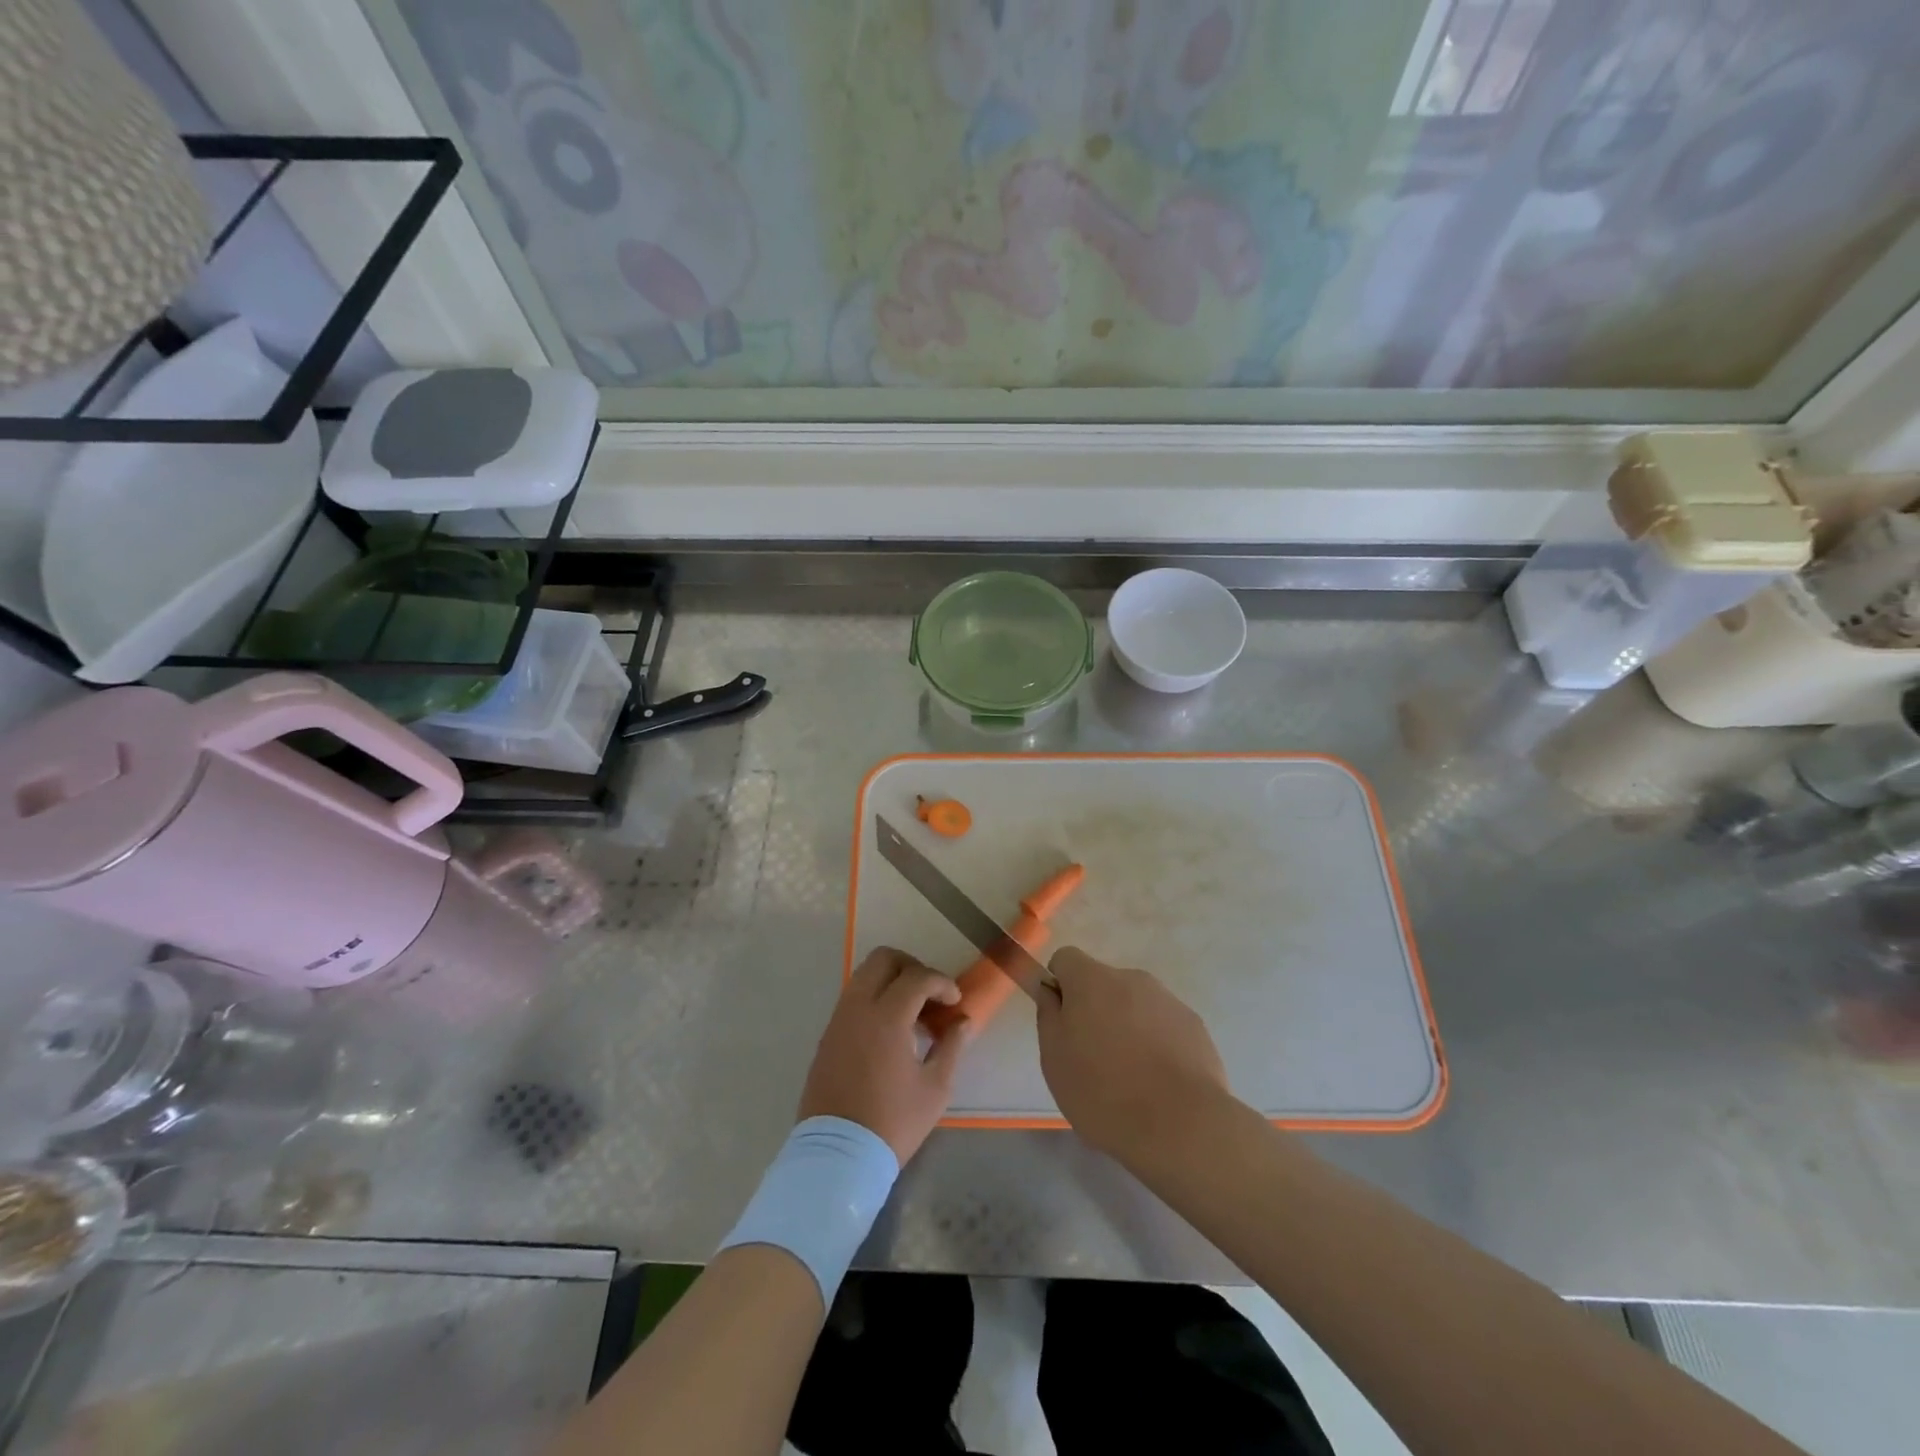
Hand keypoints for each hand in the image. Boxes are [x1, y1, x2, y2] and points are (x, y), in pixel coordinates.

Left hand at [798, 947, 973, 1163]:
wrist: (837, 1157)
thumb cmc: (893, 1123)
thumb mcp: (935, 1088)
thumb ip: (952, 1046)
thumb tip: (963, 1021)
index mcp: (886, 1018)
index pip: (917, 977)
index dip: (941, 983)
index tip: (955, 1001)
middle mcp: (858, 1008)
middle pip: (883, 959)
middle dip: (912, 967)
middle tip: (930, 994)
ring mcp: (838, 1020)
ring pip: (863, 975)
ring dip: (891, 981)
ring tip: (912, 1013)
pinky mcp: (827, 1036)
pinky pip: (852, 998)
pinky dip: (873, 998)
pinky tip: (890, 1030)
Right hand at [1036, 947, 1232, 1165]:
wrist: (1181, 1125)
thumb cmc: (1103, 1092)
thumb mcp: (1054, 1059)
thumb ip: (1049, 1015)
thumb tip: (1052, 992)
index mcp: (1092, 980)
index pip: (1066, 959)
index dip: (1059, 986)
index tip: (1062, 1023)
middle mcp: (1131, 978)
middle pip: (1103, 984)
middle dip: (1095, 1011)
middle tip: (1093, 1059)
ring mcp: (1167, 1000)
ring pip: (1135, 1005)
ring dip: (1127, 1027)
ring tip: (1130, 1078)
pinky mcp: (1194, 1025)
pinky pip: (1163, 1025)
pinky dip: (1156, 1044)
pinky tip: (1159, 1083)